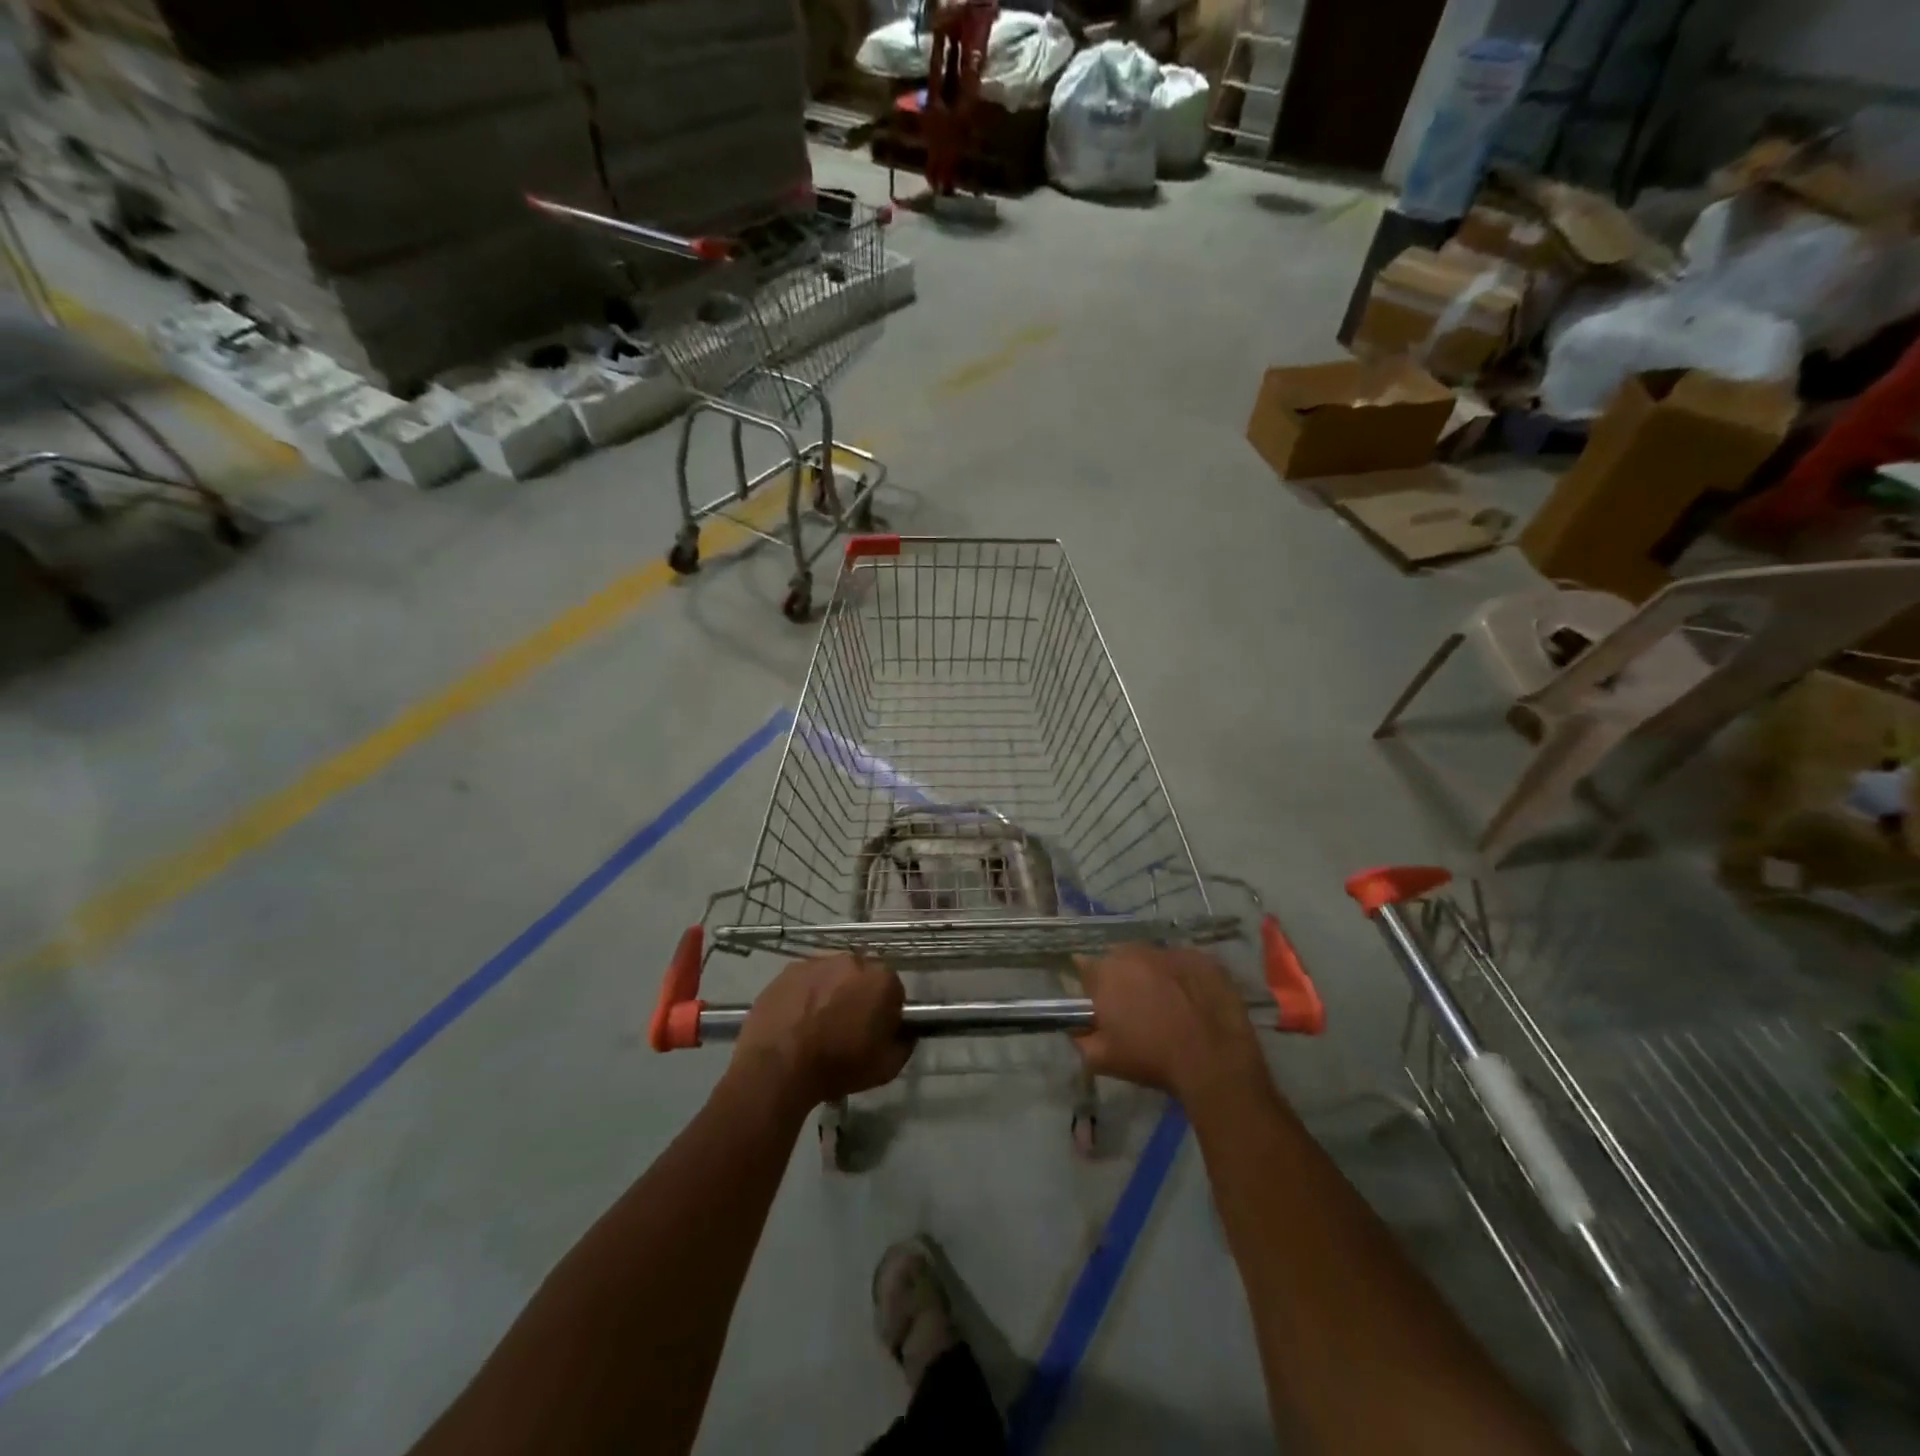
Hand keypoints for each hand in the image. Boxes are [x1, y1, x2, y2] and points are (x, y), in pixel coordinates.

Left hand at [731, 954, 910, 1108]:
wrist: (777, 1068)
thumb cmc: (837, 1067)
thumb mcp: (886, 1067)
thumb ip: (904, 1043)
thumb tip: (904, 1032)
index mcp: (881, 980)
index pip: (894, 991)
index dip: (886, 1013)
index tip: (875, 1033)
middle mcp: (851, 961)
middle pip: (863, 976)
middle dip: (859, 996)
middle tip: (846, 1027)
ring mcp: (817, 962)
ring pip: (833, 975)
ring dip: (832, 991)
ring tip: (817, 1023)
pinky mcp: (788, 970)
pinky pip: (806, 980)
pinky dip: (805, 994)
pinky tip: (796, 1019)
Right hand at [1074, 945, 1270, 1108]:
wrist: (1215, 1061)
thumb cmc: (1152, 1059)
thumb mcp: (1102, 1059)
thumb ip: (1080, 1038)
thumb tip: (1075, 1027)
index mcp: (1106, 972)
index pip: (1085, 967)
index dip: (1092, 986)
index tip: (1100, 1003)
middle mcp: (1135, 952)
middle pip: (1119, 958)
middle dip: (1122, 977)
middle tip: (1134, 1006)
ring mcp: (1172, 952)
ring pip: (1152, 958)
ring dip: (1152, 975)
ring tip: (1167, 1004)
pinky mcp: (1203, 959)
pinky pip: (1184, 963)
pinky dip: (1182, 977)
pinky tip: (1192, 1001)